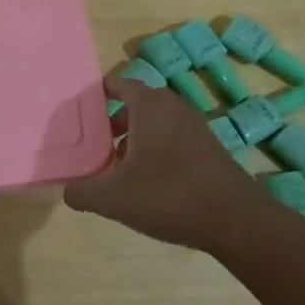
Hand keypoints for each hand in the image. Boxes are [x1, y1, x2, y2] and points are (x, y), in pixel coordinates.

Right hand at [64, 78, 268, 250]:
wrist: (236, 221)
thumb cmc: (169, 196)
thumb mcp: (113, 198)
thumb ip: (82, 192)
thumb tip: (67, 191)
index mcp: (149, 107)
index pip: (120, 83)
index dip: (98, 93)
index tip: (81, 110)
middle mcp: (174, 108)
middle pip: (137, 104)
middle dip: (113, 121)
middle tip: (94, 143)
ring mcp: (195, 128)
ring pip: (156, 124)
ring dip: (135, 139)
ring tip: (116, 167)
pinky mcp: (209, 150)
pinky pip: (173, 140)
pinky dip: (155, 151)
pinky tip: (147, 183)